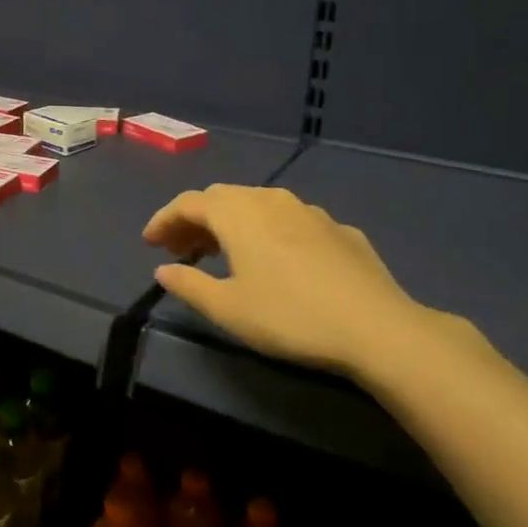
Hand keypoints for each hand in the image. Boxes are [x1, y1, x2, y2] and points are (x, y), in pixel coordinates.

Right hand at [143, 184, 426, 377]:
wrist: (377, 328)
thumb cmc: (289, 316)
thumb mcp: (227, 308)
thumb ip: (188, 285)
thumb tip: (164, 270)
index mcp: (237, 213)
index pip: (188, 203)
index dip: (164, 220)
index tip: (149, 243)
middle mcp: (271, 199)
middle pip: (222, 198)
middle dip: (195, 220)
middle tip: (180, 249)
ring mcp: (310, 211)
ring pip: (258, 205)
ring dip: (232, 223)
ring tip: (223, 253)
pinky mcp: (340, 230)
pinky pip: (290, 221)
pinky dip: (268, 232)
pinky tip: (276, 260)